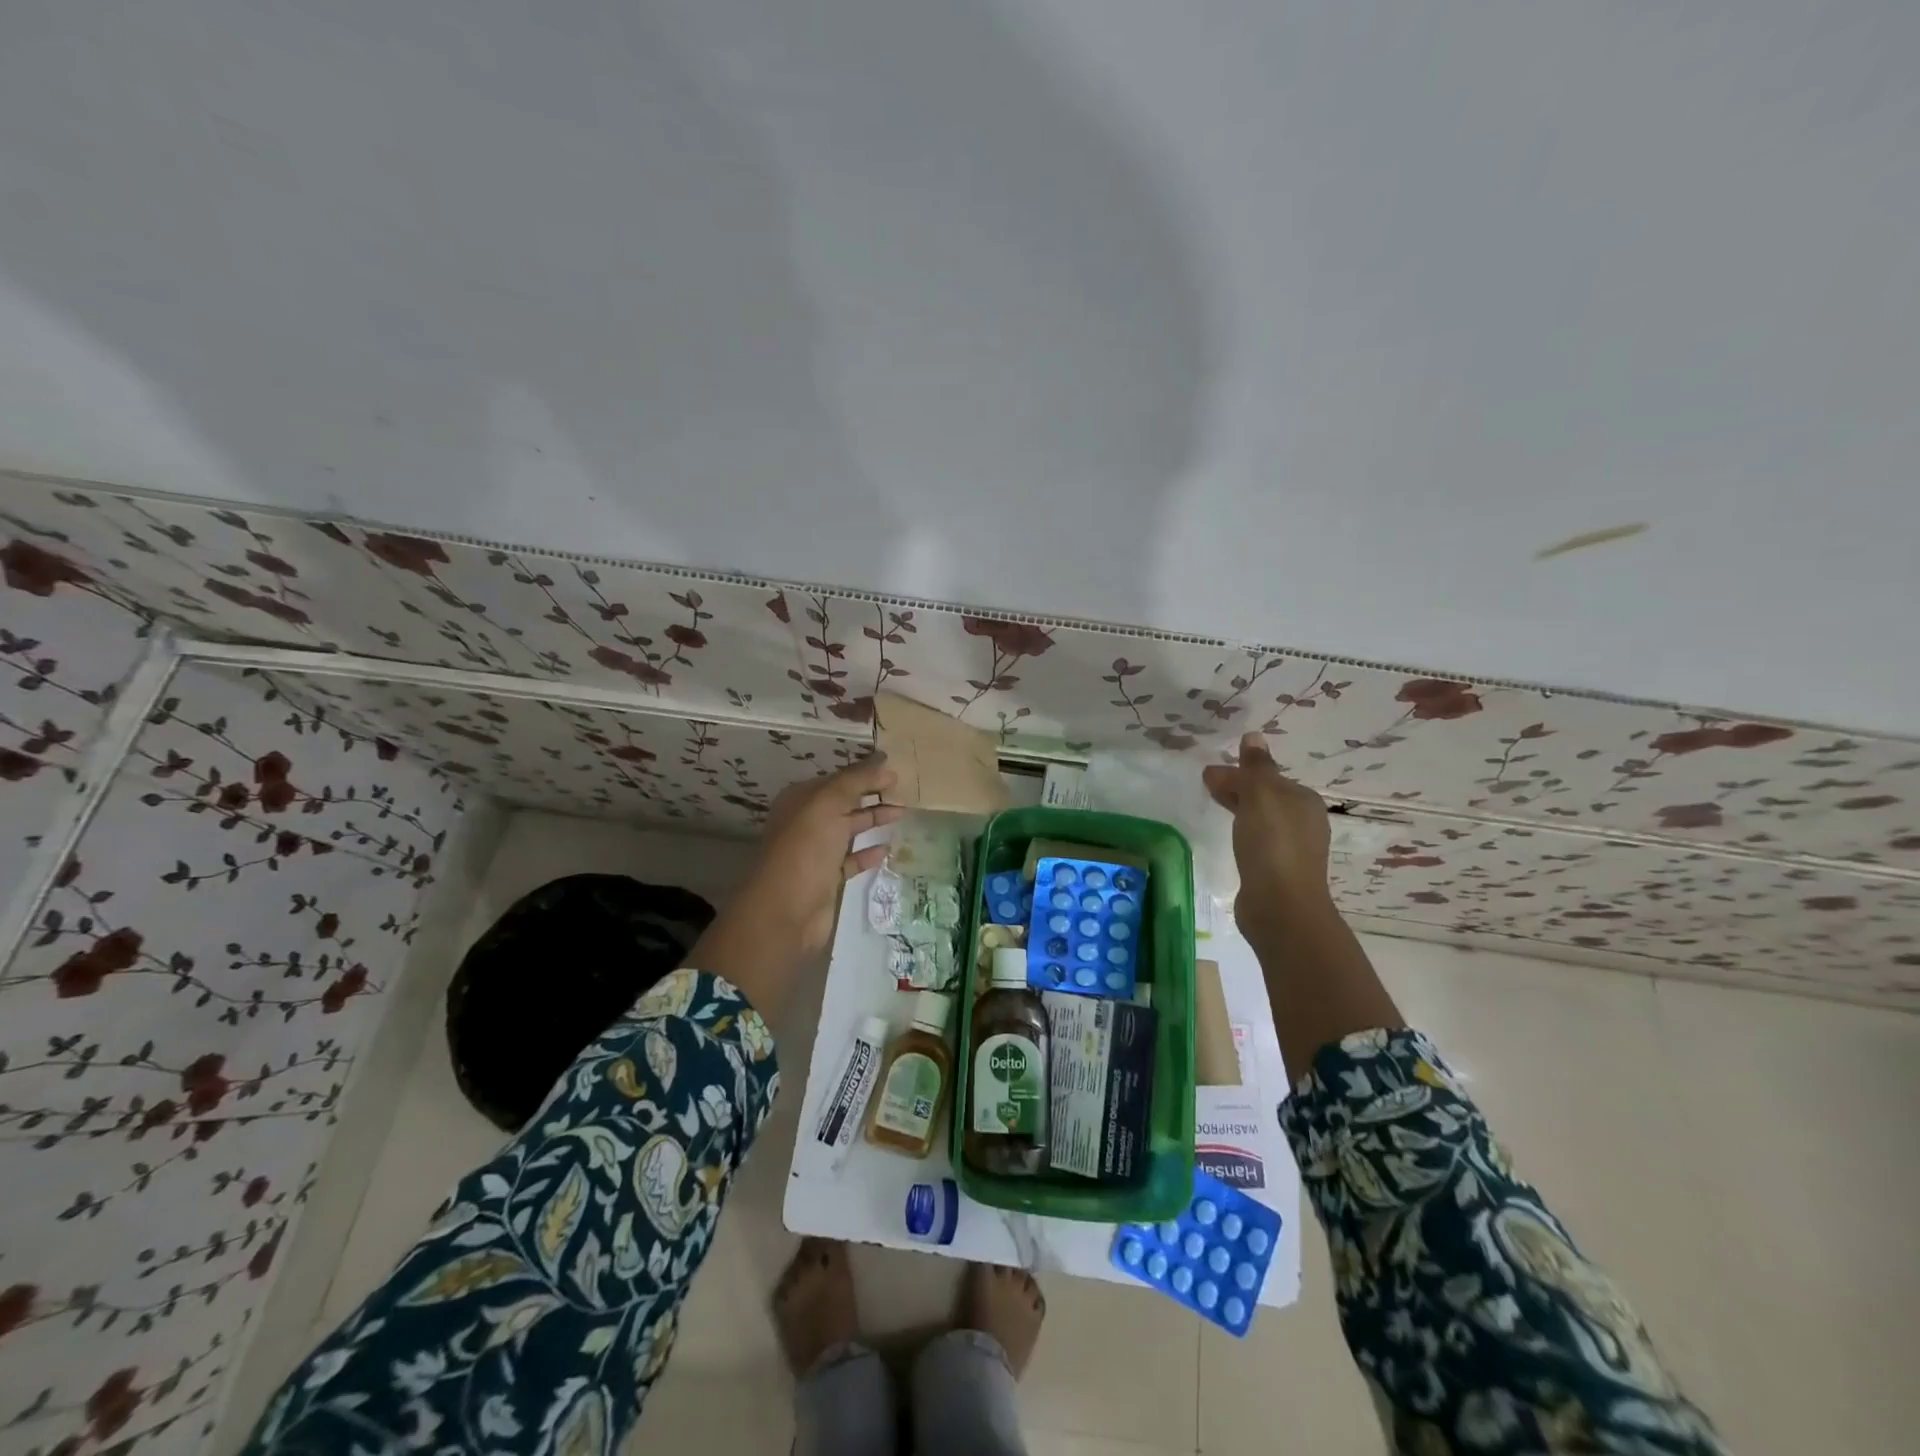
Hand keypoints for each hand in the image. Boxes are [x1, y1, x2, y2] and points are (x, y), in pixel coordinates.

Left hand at [686, 756, 902, 1012]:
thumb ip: (856, 780)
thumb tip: (884, 760)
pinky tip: (887, 848)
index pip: (839, 779)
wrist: (785, 911)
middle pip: (845, 802)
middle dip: (873, 795)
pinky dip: (869, 853)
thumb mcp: (828, 803)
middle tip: (906, 791)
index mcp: (802, 799)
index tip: (897, 771)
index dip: (866, 773)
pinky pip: (852, 860)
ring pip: (850, 829)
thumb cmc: (805, 849)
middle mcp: (807, 822)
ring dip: (874, 820)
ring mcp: (816, 852)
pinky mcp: (827, 879)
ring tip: (904, 813)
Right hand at [1201, 732, 1335, 944]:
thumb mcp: (1261, 795)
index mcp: (1303, 800)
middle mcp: (1303, 822)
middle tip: (1206, 786)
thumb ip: (1255, 767)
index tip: (1208, 774)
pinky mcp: (1277, 871)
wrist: (1281, 906)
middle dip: (1238, 788)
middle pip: (1265, 796)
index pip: (1267, 776)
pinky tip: (1229, 838)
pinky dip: (1242, 832)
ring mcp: (1292, 849)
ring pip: (1261, 818)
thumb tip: (1253, 735)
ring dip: (1239, 809)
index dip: (1238, 772)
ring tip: (1213, 807)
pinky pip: (1257, 840)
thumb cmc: (1272, 844)